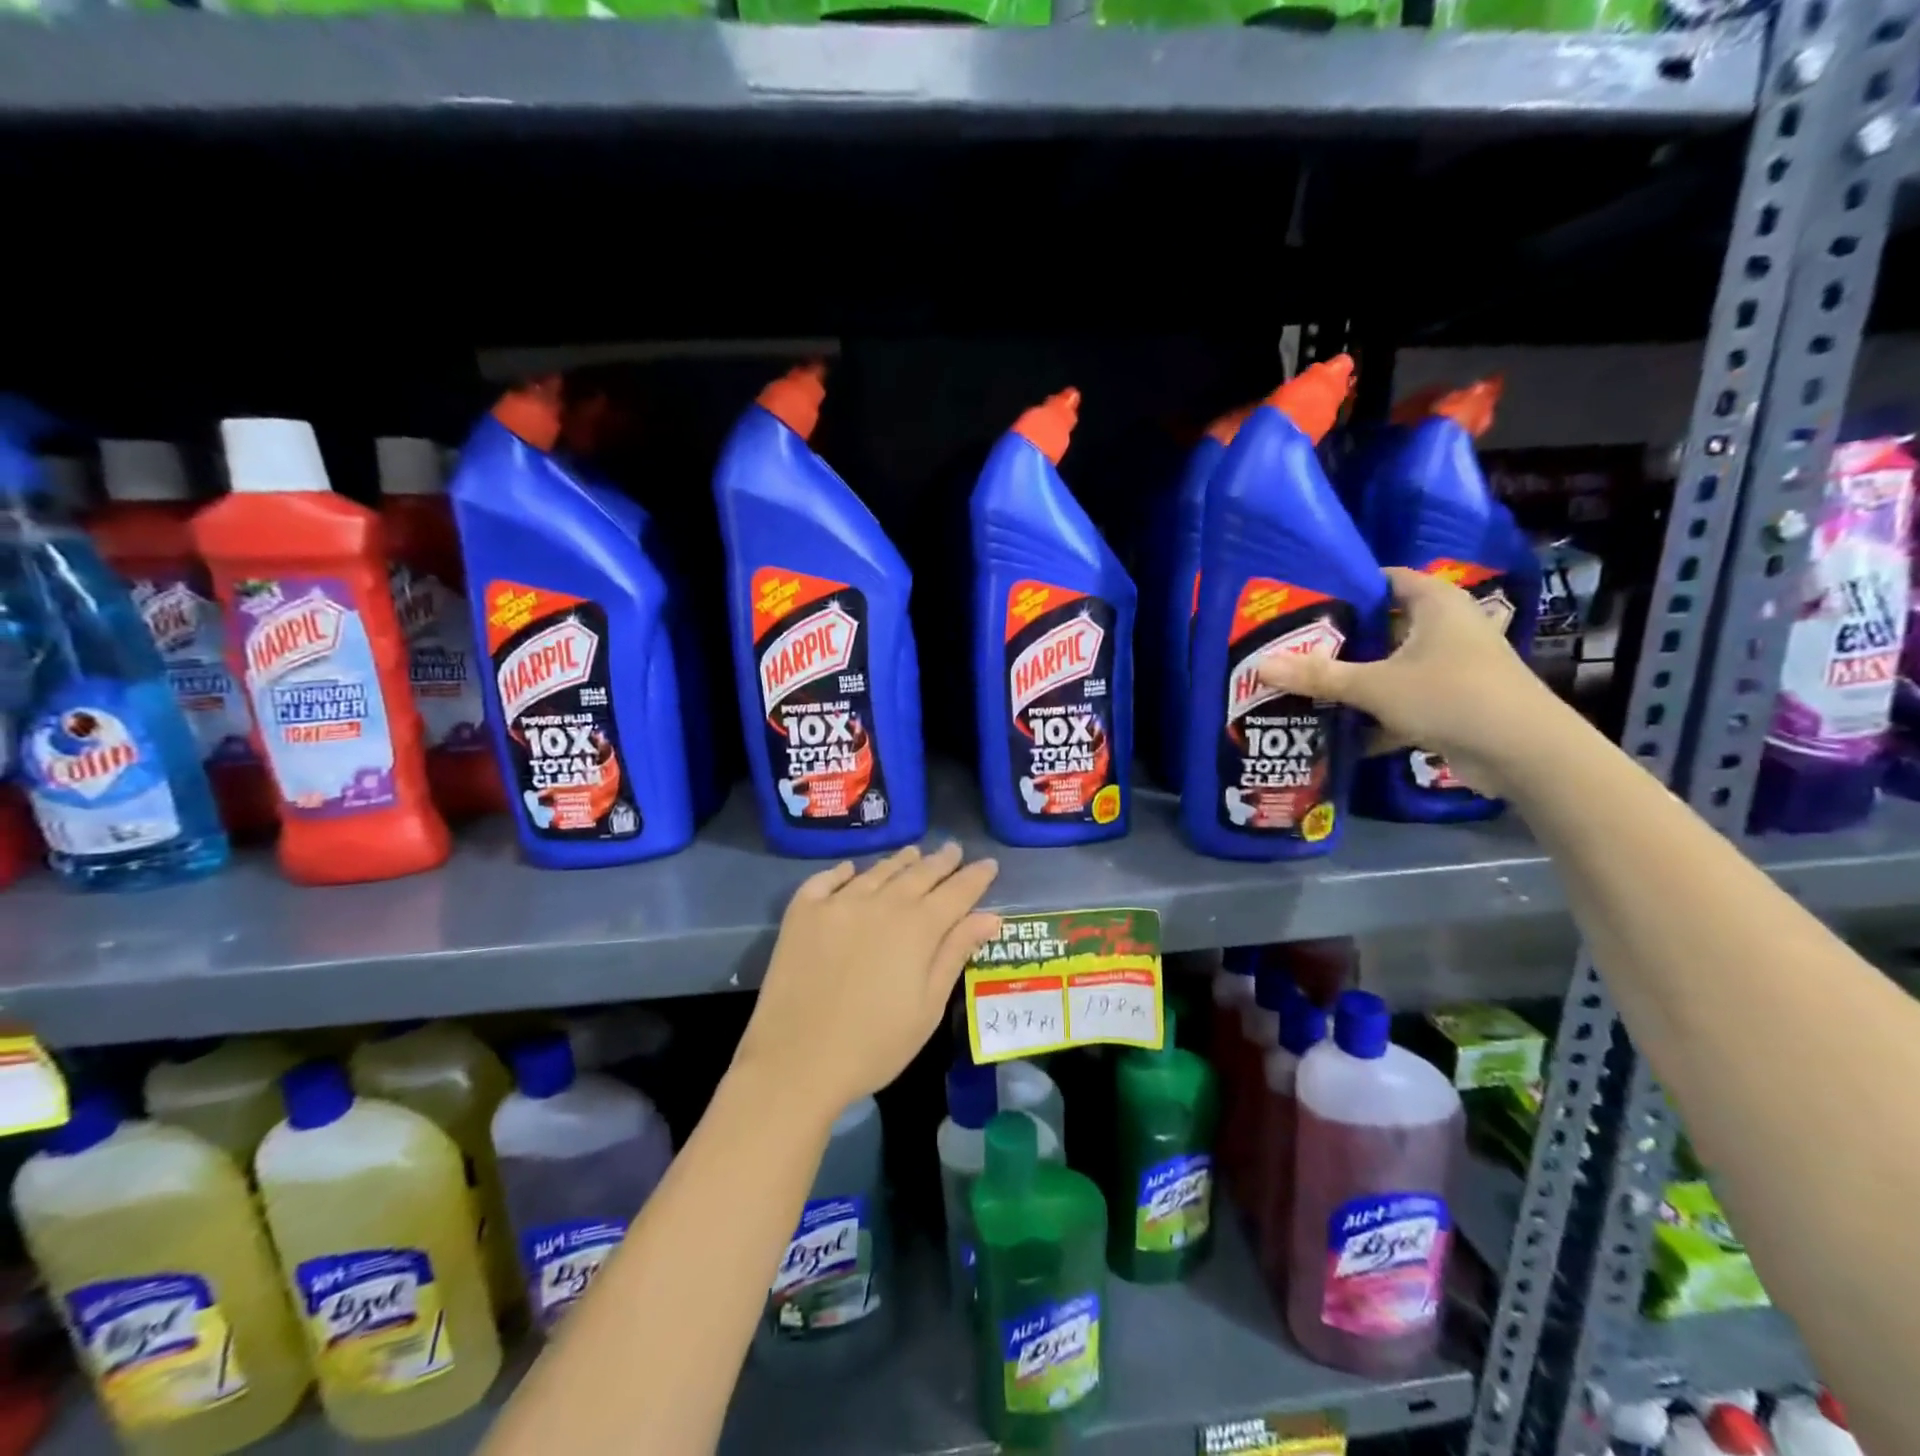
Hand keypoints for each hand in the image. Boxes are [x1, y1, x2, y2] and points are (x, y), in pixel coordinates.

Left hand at [734, 843, 1000, 1119]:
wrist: (796, 1061)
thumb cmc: (874, 1044)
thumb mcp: (928, 1006)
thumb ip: (955, 953)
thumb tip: (989, 916)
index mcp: (918, 927)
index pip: (956, 892)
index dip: (975, 877)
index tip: (989, 863)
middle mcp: (881, 903)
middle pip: (918, 874)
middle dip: (941, 861)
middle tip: (953, 849)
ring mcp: (838, 903)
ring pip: (877, 872)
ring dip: (900, 861)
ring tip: (914, 852)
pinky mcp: (803, 912)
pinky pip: (827, 880)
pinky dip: (843, 872)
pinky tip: (851, 869)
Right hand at [1258, 566, 1566, 797]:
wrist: (1525, 753)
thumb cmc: (1451, 695)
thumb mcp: (1375, 685)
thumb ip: (1318, 676)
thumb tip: (1259, 666)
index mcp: (1434, 603)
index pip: (1383, 579)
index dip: (1343, 587)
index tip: (1301, 602)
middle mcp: (1445, 627)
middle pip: (1381, 625)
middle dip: (1338, 639)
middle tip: (1290, 646)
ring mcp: (1450, 665)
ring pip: (1389, 665)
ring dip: (1353, 679)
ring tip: (1303, 684)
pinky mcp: (1451, 701)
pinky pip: (1401, 698)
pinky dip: (1374, 713)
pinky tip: (1337, 729)